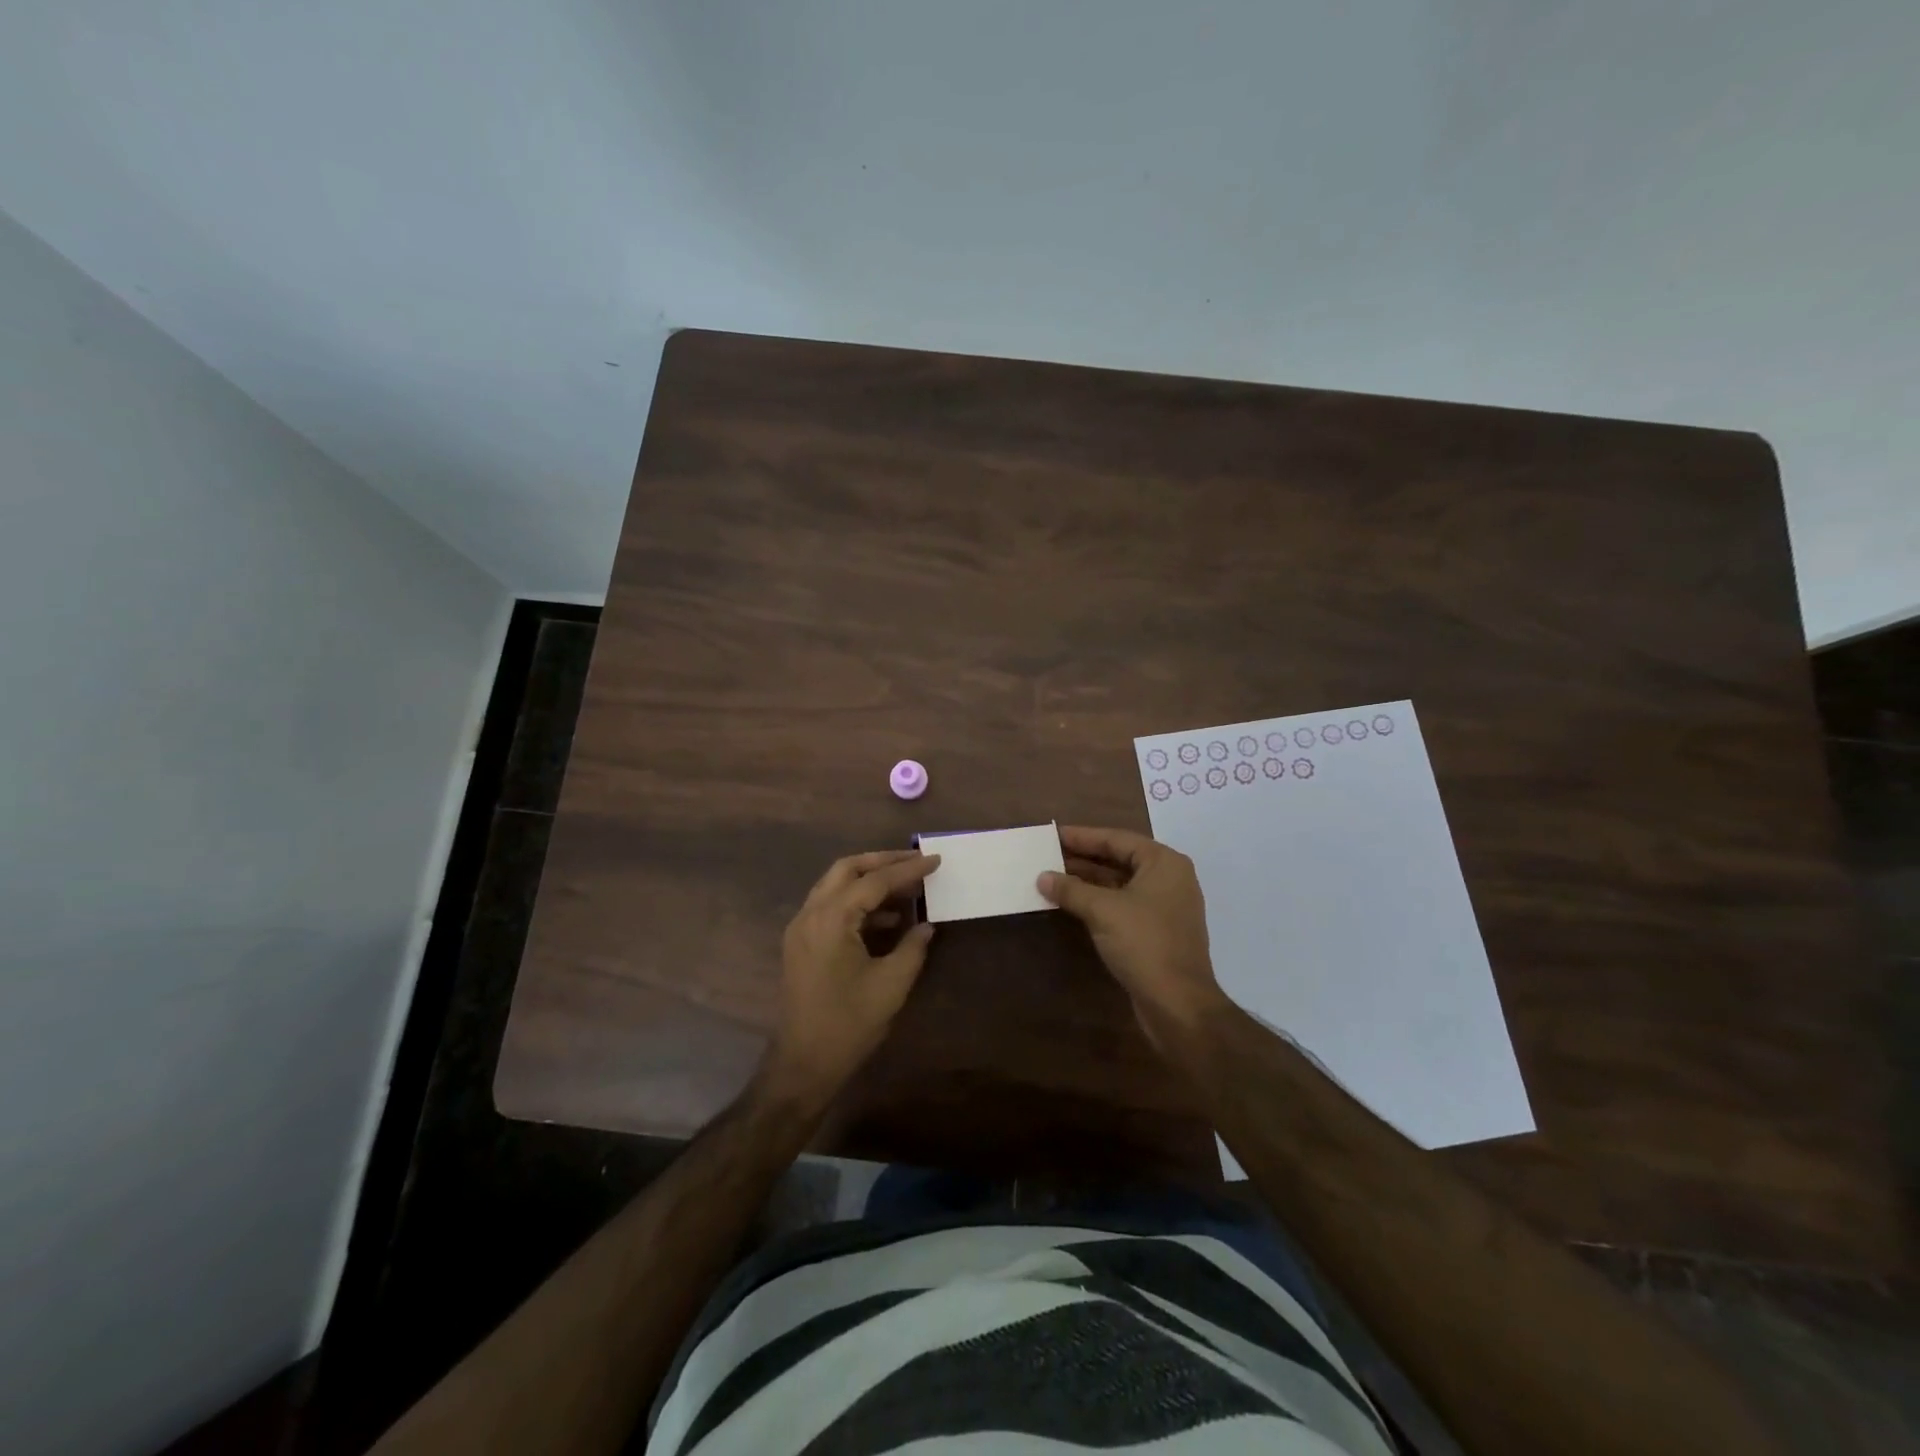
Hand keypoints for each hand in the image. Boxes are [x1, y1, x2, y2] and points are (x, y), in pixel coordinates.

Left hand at [766, 849, 940, 1098]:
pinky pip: (830, 906)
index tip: (935, 860)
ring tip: (907, 887)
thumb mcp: (892, 984)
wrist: (803, 1063)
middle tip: (916, 861)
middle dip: (883, 861)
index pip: (874, 881)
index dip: (908, 869)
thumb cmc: (849, 1023)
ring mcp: (801, 928)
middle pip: (848, 869)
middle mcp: (811, 914)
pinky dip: (857, 902)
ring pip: (836, 885)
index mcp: (831, 919)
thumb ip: (912, 947)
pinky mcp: (801, 943)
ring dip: (869, 880)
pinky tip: (887, 918)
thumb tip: (926, 925)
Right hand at [1038, 825, 1227, 1050]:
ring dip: (1088, 881)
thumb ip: (1071, 889)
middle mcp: (1169, 879)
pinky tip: (1073, 904)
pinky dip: (1099, 902)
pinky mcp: (1158, 932)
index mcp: (1164, 863)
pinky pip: (1124, 905)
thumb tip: (1042, 877)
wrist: (1178, 1004)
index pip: (1117, 839)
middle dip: (1083, 858)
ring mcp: (1165, 907)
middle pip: (1120, 859)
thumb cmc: (1144, 943)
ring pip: (1120, 884)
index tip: (1053, 834)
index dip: (1082, 836)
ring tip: (1053, 877)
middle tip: (1048, 854)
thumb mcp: (1103, 910)